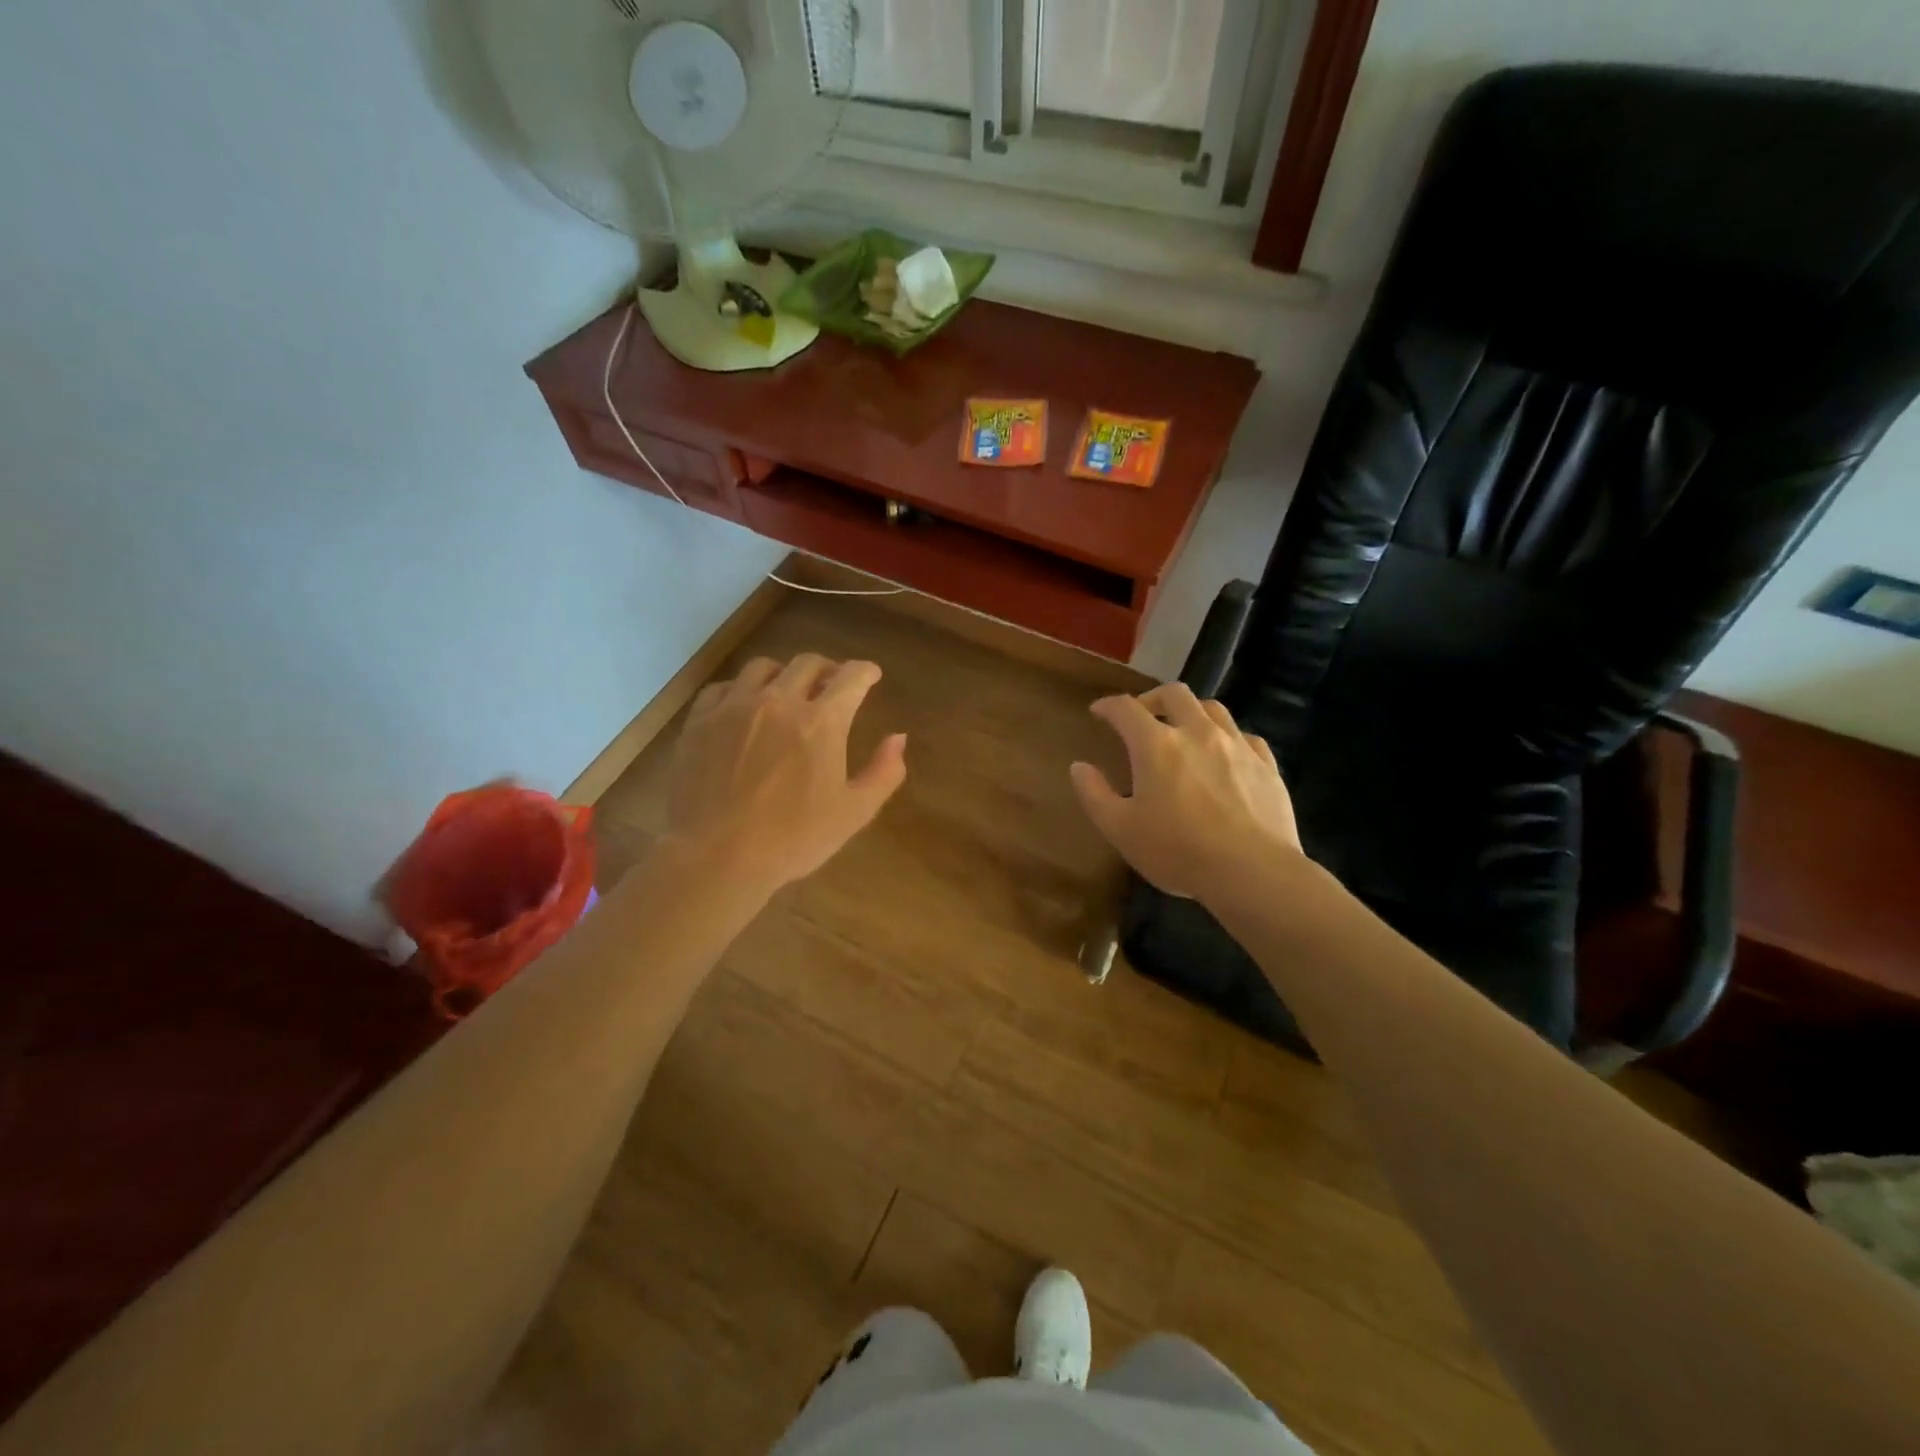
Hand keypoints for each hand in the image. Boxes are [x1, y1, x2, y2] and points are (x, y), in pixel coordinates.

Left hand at [664, 654, 906, 893]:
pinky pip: (723, 688)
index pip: (851, 677)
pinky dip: (740, 690)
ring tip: (786, 691)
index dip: (865, 672)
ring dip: (783, 674)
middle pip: (807, 663)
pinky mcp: (700, 721)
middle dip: (827, 669)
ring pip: (762, 667)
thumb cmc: (792, 839)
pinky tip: (743, 708)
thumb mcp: (854, 813)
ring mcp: (734, 707)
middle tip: (832, 684)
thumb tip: (898, 738)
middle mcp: (779, 701)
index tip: (870, 675)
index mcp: (822, 721)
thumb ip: (884, 772)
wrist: (715, 857)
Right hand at [1070, 684, 1301, 901]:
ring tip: (1185, 730)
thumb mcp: (1120, 829)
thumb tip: (1079, 767)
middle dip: (1153, 698)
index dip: (1108, 706)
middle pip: (1174, 694)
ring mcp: (1237, 746)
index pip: (1125, 709)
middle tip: (1143, 715)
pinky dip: (1228, 738)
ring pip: (1213, 708)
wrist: (1252, 871)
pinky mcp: (1266, 765)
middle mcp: (1197, 732)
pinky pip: (1245, 737)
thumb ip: (1094, 794)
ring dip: (1192, 712)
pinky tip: (1226, 756)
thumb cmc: (1177, 851)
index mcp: (1156, 745)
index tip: (1098, 712)